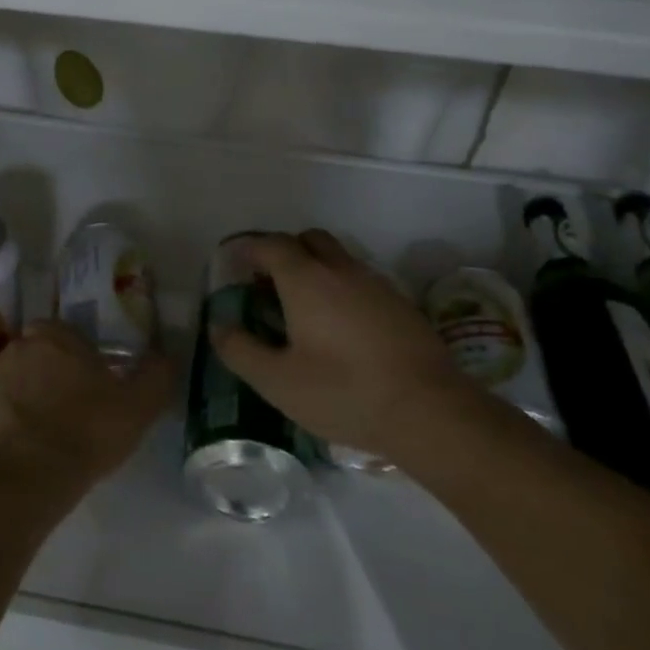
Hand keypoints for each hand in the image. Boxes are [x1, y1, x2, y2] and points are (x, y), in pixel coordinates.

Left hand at [0, 319, 175, 493]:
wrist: (24, 478)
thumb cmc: (86, 432)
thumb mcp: (138, 405)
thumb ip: (157, 374)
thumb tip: (165, 355)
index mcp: (54, 336)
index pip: (65, 334)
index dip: (78, 357)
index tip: (90, 384)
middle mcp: (15, 347)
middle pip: (36, 355)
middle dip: (49, 375)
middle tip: (68, 411)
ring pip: (11, 382)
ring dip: (24, 400)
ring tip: (43, 437)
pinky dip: (1, 426)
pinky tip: (19, 453)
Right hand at [209, 231, 478, 460]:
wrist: (429, 410)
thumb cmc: (344, 392)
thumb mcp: (278, 382)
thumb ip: (241, 350)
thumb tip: (219, 326)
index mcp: (306, 279)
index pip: (271, 245)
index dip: (249, 249)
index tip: (235, 265)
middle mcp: (340, 269)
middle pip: (308, 239)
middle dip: (284, 252)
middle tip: (268, 283)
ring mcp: (375, 283)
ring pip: (338, 258)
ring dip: (315, 269)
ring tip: (303, 308)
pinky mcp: (400, 304)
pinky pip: (360, 280)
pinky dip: (341, 288)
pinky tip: (341, 328)